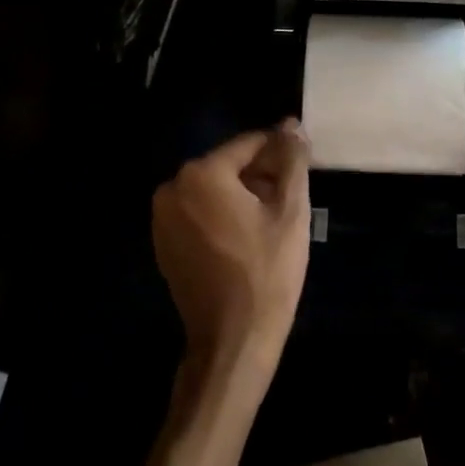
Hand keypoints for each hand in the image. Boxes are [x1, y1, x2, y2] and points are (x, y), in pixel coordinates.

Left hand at [153, 122, 311, 377]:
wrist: (233, 342)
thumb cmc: (266, 272)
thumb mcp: (290, 211)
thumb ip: (292, 160)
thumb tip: (291, 124)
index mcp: (202, 174)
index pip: (250, 145)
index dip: (280, 154)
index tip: (302, 171)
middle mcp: (173, 187)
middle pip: (229, 165)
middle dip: (261, 175)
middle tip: (290, 201)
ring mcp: (162, 217)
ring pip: (214, 189)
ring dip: (243, 195)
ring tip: (272, 221)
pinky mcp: (163, 242)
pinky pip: (199, 212)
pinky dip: (222, 215)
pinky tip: (248, 238)